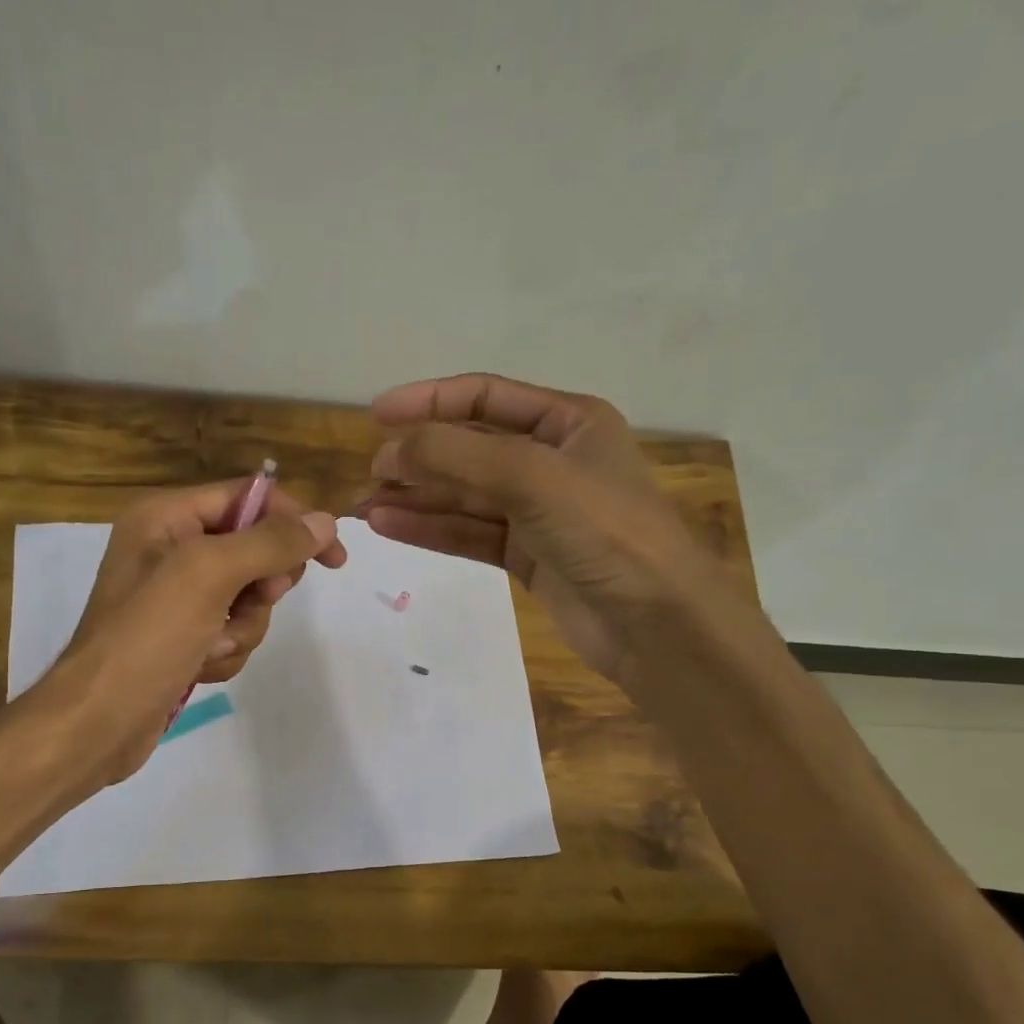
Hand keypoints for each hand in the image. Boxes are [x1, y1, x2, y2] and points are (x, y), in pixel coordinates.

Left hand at [27, 479, 345, 786]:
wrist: (100, 721)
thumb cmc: (148, 636)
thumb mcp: (209, 575)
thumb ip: (269, 543)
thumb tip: (324, 521)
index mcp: (166, 518)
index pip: (247, 498)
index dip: (293, 521)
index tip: (333, 557)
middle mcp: (170, 550)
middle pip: (253, 551)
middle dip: (260, 588)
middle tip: (252, 602)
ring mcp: (177, 598)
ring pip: (248, 600)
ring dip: (242, 628)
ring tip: (211, 646)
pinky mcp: (183, 638)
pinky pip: (232, 633)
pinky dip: (226, 652)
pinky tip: (201, 667)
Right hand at [360, 373, 708, 683]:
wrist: (656, 626)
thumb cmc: (607, 533)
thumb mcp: (533, 478)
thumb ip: (459, 457)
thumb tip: (391, 450)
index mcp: (568, 422)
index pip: (485, 397)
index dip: (430, 400)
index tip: (376, 414)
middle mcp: (552, 460)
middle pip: (470, 449)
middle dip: (419, 458)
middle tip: (371, 473)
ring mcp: (539, 512)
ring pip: (465, 496)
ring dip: (417, 498)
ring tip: (366, 507)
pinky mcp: (527, 557)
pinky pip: (470, 534)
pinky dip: (432, 529)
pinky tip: (391, 526)